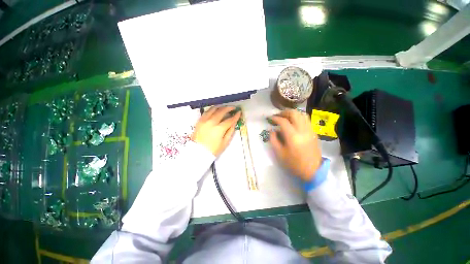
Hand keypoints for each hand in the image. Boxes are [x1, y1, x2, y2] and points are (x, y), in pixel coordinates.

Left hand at [192, 106, 241, 155]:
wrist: (198, 152)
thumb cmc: (213, 149)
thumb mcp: (224, 142)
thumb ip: (230, 131)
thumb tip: (234, 123)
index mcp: (219, 129)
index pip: (229, 120)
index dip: (235, 116)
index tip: (239, 112)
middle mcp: (211, 122)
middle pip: (221, 111)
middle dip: (228, 108)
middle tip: (233, 108)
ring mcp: (204, 120)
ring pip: (213, 109)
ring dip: (220, 107)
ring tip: (224, 108)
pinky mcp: (199, 121)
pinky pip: (206, 112)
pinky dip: (212, 110)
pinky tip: (215, 110)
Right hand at [269, 109, 321, 180]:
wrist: (313, 171)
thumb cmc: (294, 163)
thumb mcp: (279, 153)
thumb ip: (273, 140)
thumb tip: (272, 130)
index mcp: (292, 136)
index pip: (283, 121)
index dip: (275, 118)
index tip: (270, 118)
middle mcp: (302, 130)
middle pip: (294, 114)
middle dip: (284, 112)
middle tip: (278, 115)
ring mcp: (310, 130)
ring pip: (302, 114)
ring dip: (292, 113)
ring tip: (285, 117)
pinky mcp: (313, 132)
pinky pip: (306, 120)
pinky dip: (299, 117)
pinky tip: (294, 122)